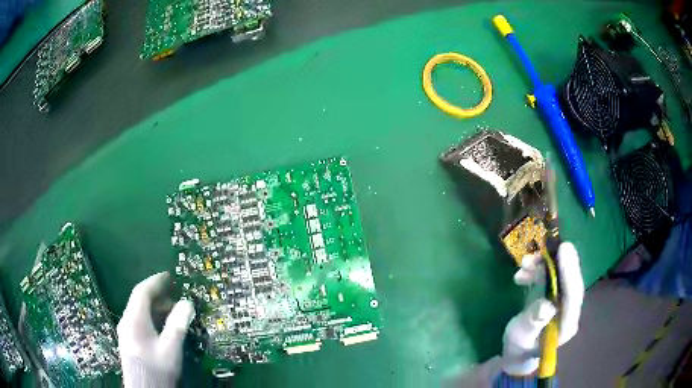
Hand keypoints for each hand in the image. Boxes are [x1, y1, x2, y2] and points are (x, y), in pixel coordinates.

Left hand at [118, 272, 194, 387]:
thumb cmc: (158, 369)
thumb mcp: (171, 349)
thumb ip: (178, 325)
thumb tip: (188, 303)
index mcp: (134, 320)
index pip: (142, 292)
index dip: (155, 282)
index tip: (169, 276)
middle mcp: (126, 321)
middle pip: (139, 301)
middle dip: (157, 296)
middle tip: (176, 297)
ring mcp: (126, 331)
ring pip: (139, 312)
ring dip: (155, 308)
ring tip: (173, 313)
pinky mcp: (128, 341)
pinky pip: (138, 321)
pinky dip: (151, 318)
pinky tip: (162, 328)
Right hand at [501, 242, 584, 375]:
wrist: (517, 355)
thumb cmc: (518, 349)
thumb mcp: (521, 338)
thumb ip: (533, 322)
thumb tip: (546, 305)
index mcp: (566, 324)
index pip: (573, 295)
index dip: (570, 271)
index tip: (564, 249)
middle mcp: (569, 311)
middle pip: (570, 282)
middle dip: (560, 263)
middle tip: (552, 245)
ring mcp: (563, 303)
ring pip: (561, 277)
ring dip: (544, 266)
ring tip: (523, 263)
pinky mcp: (555, 297)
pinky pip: (551, 278)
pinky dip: (538, 271)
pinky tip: (522, 274)